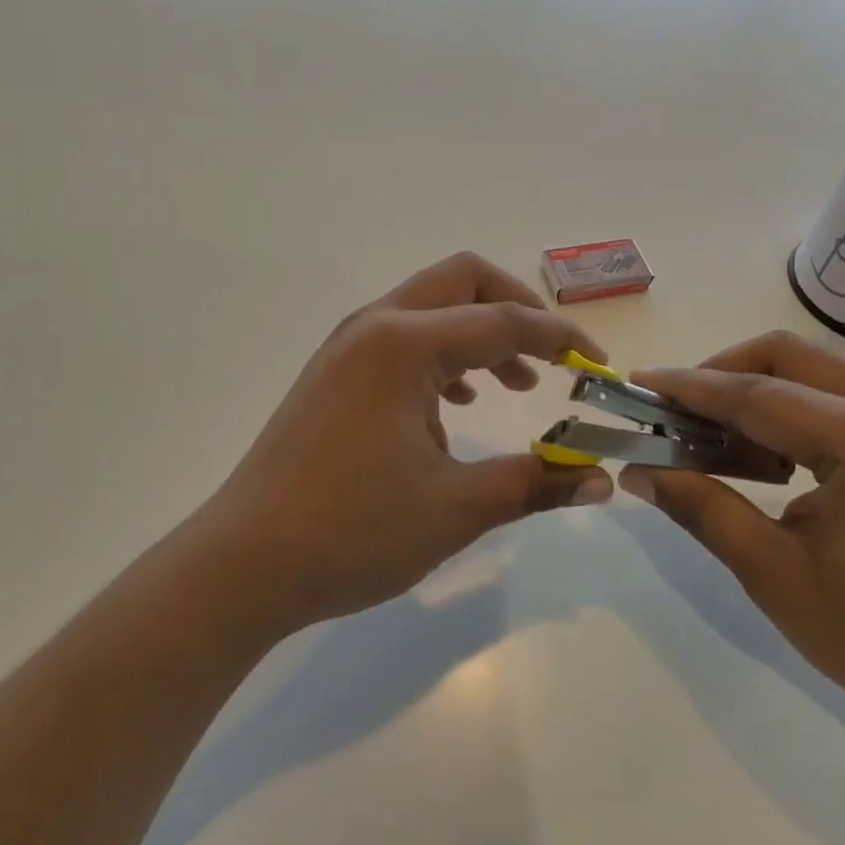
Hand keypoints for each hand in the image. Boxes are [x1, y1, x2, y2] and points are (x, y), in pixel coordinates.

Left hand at [185, 254, 613, 636]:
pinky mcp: (334, 371)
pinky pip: (402, 336)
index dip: (561, 338)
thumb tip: (601, 479)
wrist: (244, 564)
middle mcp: (376, 326)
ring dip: (479, 331)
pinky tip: (455, 403)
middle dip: (518, 307)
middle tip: (553, 356)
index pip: (505, 320)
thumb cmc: (353, 531)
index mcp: (407, 343)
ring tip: (513, 386)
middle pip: (463, 280)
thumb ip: (535, 482)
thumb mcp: (456, 508)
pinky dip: (443, 353)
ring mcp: (348, 345)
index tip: (599, 367)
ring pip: (431, 306)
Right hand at [625, 333, 844, 769]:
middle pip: (783, 355)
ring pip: (807, 369)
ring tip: (706, 440)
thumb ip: (702, 509)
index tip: (635, 382)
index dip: (686, 387)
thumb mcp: (777, 577)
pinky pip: (833, 395)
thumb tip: (636, 469)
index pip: (754, 392)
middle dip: (718, 375)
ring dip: (750, 392)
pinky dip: (786, 410)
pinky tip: (760, 456)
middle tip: (672, 413)